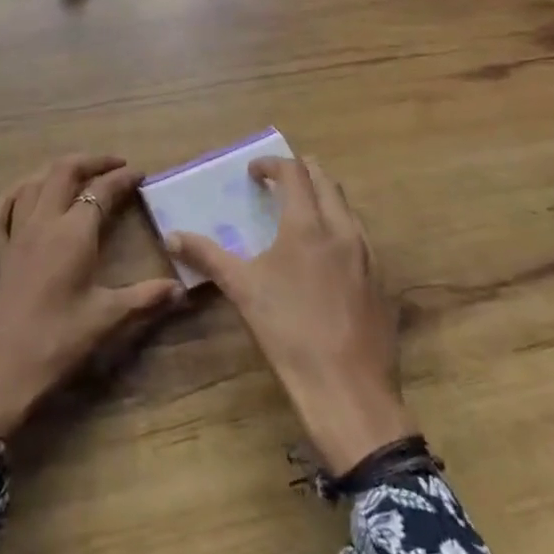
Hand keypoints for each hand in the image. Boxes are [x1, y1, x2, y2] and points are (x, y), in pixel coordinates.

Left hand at [0, 155, 184, 439]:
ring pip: (32, 184)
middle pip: (63, 172)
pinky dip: (13, 195)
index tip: (141, 174)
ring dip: (56, 172)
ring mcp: (14, 235)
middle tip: (114, 165)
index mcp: (73, 232)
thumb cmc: (56, 342)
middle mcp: (43, 222)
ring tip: (78, 175)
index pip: (101, 190)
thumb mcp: (106, 319)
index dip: (122, 178)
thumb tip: (180, 289)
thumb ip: (145, 298)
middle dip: (91, 162)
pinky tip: (23, 196)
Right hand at [170, 157, 414, 474]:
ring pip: (347, 207)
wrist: (348, 389)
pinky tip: (325, 254)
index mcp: (308, 225)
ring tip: (300, 213)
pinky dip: (339, 227)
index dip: (272, 164)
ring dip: (323, 198)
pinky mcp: (380, 281)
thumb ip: (208, 256)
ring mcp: (368, 255)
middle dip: (301, 172)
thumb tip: (172, 236)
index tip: (253, 172)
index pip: (294, 173)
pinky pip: (360, 237)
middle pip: (326, 181)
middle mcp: (342, 230)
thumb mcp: (242, 290)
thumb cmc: (289, 332)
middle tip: (278, 182)